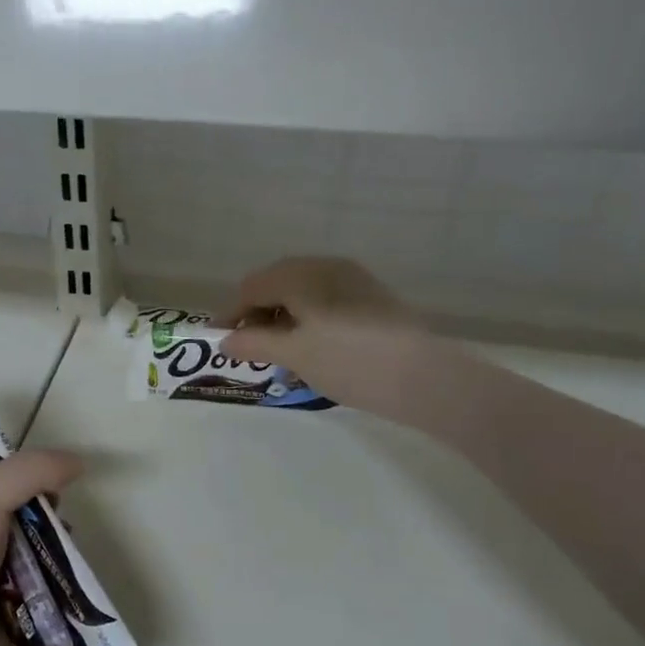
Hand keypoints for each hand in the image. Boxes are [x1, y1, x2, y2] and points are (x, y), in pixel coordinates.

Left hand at [0, 450, 81, 645]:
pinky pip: (37, 588)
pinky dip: (53, 584)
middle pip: (11, 510)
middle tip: (57, 517)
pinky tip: (68, 583)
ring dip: (51, 548)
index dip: (14, 468)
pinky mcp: (2, 615)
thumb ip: (28, 472)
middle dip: (40, 511)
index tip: (46, 475)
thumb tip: (78, 461)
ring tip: (67, 551)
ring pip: (28, 549)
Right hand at [219, 258, 440, 416]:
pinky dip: (307, 321)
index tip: (219, 341)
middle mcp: (326, 267)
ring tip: (278, 354)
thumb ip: (254, 343)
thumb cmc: (349, 362)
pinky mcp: (371, 299)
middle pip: (276, 285)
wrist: (425, 378)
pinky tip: (310, 349)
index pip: (252, 287)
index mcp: (302, 274)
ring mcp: (353, 280)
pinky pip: (325, 302)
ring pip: (301, 293)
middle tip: (248, 348)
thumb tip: (225, 340)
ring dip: (281, 319)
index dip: (230, 314)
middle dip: (256, 315)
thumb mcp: (294, 355)